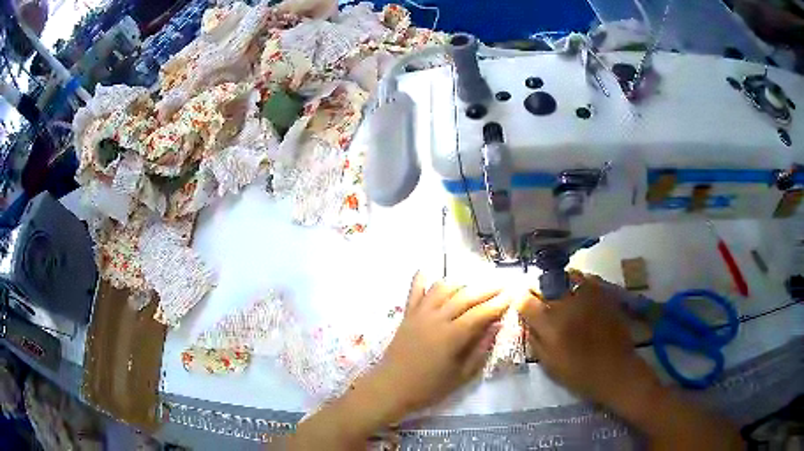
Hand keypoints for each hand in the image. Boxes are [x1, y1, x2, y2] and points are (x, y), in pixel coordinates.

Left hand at [367, 272, 509, 418]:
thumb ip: (480, 349)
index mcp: (451, 336)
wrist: (390, 388)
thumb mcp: (461, 375)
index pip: (481, 313)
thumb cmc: (428, 388)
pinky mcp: (406, 314)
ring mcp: (419, 314)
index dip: (499, 303)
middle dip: (487, 288)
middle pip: (465, 296)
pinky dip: (423, 279)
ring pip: (442, 288)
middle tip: (502, 284)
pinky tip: (429, 271)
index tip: (513, 294)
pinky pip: (415, 290)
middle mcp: (436, 318)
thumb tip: (496, 326)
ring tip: (474, 285)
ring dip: (461, 283)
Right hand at [516, 271, 659, 407]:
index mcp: (551, 325)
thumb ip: (535, 339)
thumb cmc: (579, 373)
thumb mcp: (549, 364)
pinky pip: (584, 278)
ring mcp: (587, 296)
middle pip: (544, 282)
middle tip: (536, 296)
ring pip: (564, 275)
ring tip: (555, 290)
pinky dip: (575, 280)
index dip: (520, 300)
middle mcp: (568, 304)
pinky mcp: (603, 293)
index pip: (525, 300)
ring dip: (555, 281)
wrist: (615, 370)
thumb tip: (526, 321)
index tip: (521, 304)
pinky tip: (575, 290)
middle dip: (536, 288)